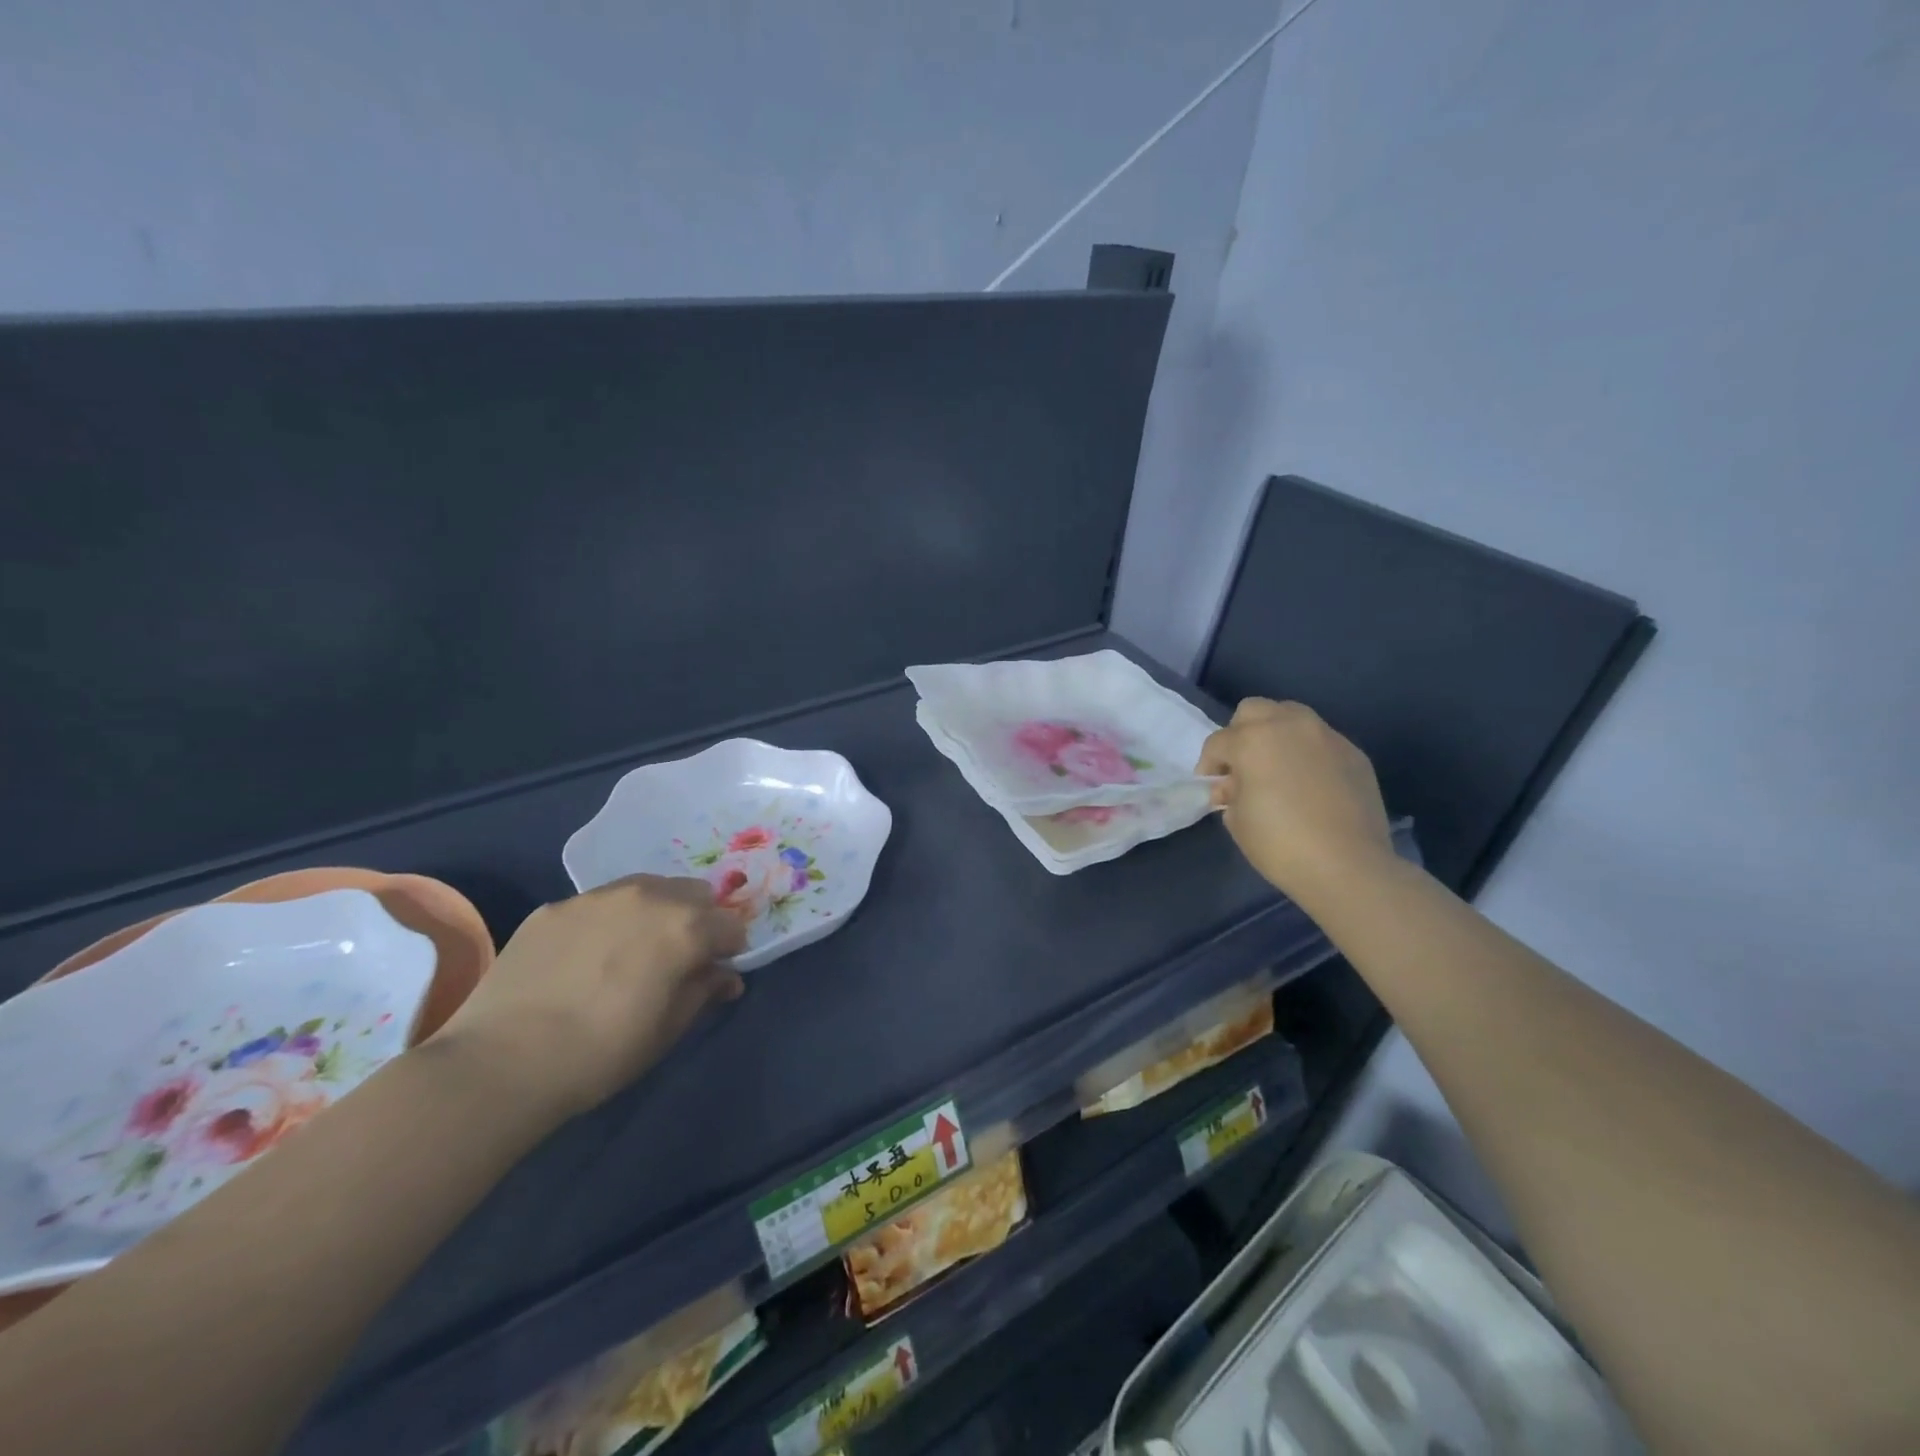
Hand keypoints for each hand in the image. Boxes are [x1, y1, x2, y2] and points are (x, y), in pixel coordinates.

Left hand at [427, 875, 747, 1119]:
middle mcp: (648, 896)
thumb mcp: (668, 1030)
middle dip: (696, 920)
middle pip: (693, 893)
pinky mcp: (555, 907)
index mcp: (686, 926)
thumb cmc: (602, 1053)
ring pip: (646, 889)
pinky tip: (582, 960)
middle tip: (676, 959)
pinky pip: (599, 904)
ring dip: (654, 913)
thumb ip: (704, 991)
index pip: (730, 925)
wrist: (500, 1062)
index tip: (713, 973)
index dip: (728, 950)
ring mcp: (597, 896)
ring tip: (630, 952)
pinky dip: (606, 922)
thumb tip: (725, 976)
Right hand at [1197, 699, 1397, 906]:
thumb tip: (1232, 786)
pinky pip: (1321, 742)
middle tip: (1242, 767)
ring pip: (1291, 717)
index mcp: (1253, 739)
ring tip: (1277, 769)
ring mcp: (1326, 736)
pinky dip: (1308, 754)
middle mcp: (1289, 726)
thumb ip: (1230, 793)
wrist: (1348, 866)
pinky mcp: (1354, 753)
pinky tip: (1310, 784)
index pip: (1218, 742)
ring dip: (1276, 736)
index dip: (1209, 765)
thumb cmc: (1280, 843)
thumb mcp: (1237, 821)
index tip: (1212, 788)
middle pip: (1253, 711)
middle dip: (1241, 734)